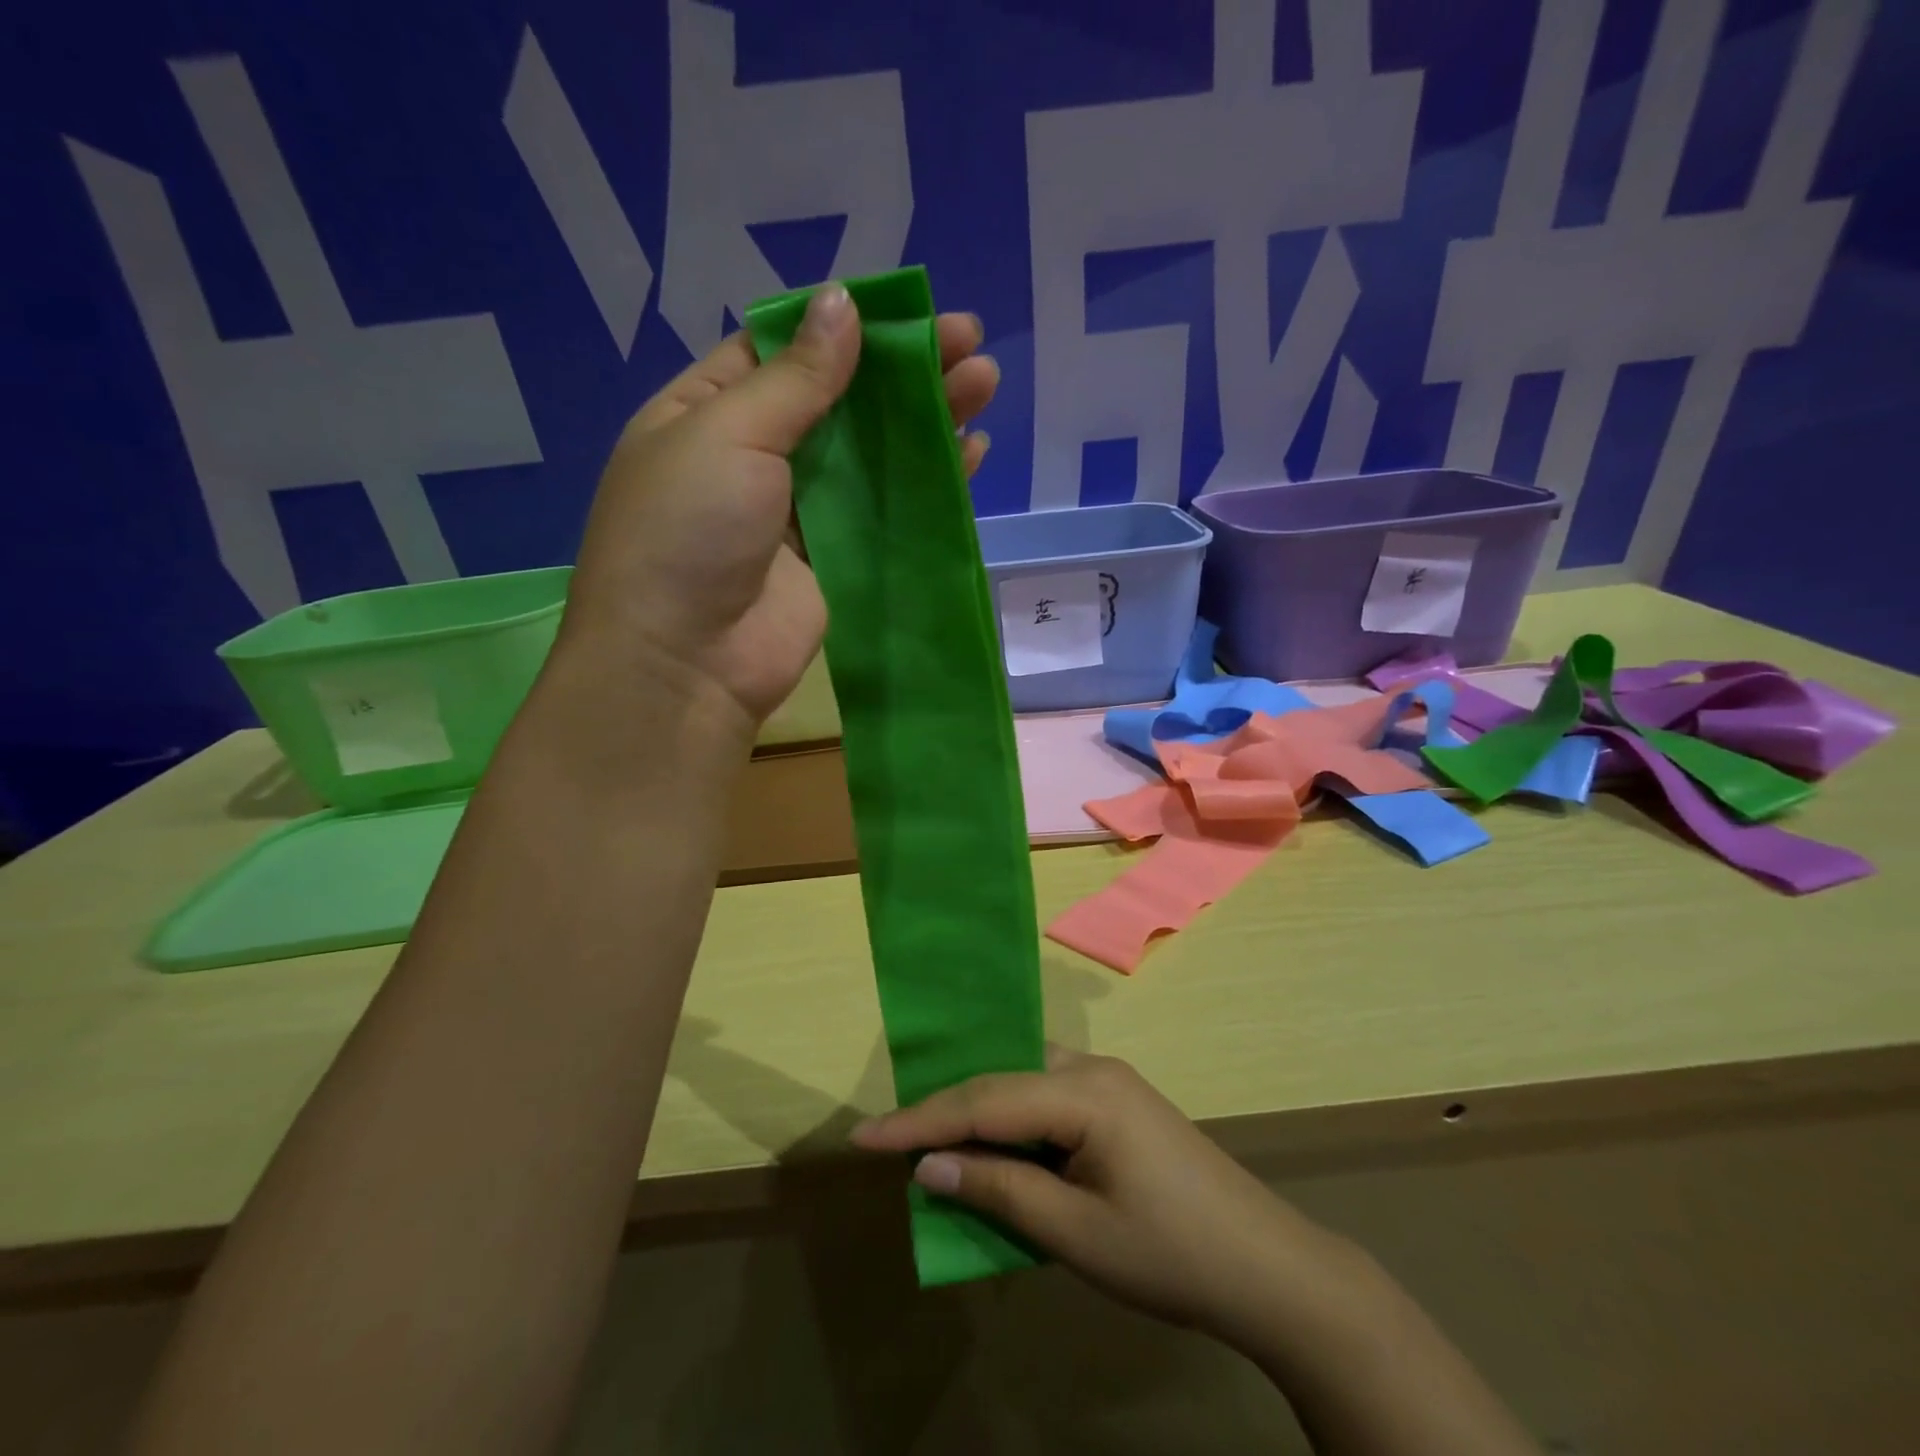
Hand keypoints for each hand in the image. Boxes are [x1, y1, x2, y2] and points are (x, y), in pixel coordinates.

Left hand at [563, 285, 999, 724]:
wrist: (687, 661)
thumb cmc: (688, 531)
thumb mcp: (729, 433)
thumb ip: (797, 378)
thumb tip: (842, 304)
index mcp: (710, 412)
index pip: (784, 351)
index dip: (844, 326)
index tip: (906, 310)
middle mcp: (757, 457)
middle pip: (841, 400)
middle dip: (902, 369)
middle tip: (968, 340)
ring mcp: (801, 511)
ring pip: (872, 454)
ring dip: (926, 419)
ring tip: (984, 382)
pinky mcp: (838, 559)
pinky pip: (888, 510)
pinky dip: (928, 482)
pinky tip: (971, 453)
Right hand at [851, 1048, 1320, 1347]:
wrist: (1269, 1269)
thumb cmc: (1170, 1254)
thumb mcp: (1077, 1232)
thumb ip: (1000, 1189)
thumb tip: (930, 1163)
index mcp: (1085, 1091)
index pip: (984, 1098)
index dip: (921, 1120)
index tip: (863, 1137)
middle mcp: (1093, 1069)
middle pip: (1001, 1079)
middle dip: (945, 1108)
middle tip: (891, 1137)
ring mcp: (1110, 1082)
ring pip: (1023, 1082)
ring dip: (978, 1109)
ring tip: (930, 1136)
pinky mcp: (1119, 1103)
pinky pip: (1047, 1096)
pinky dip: (1011, 1117)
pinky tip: (993, 1139)